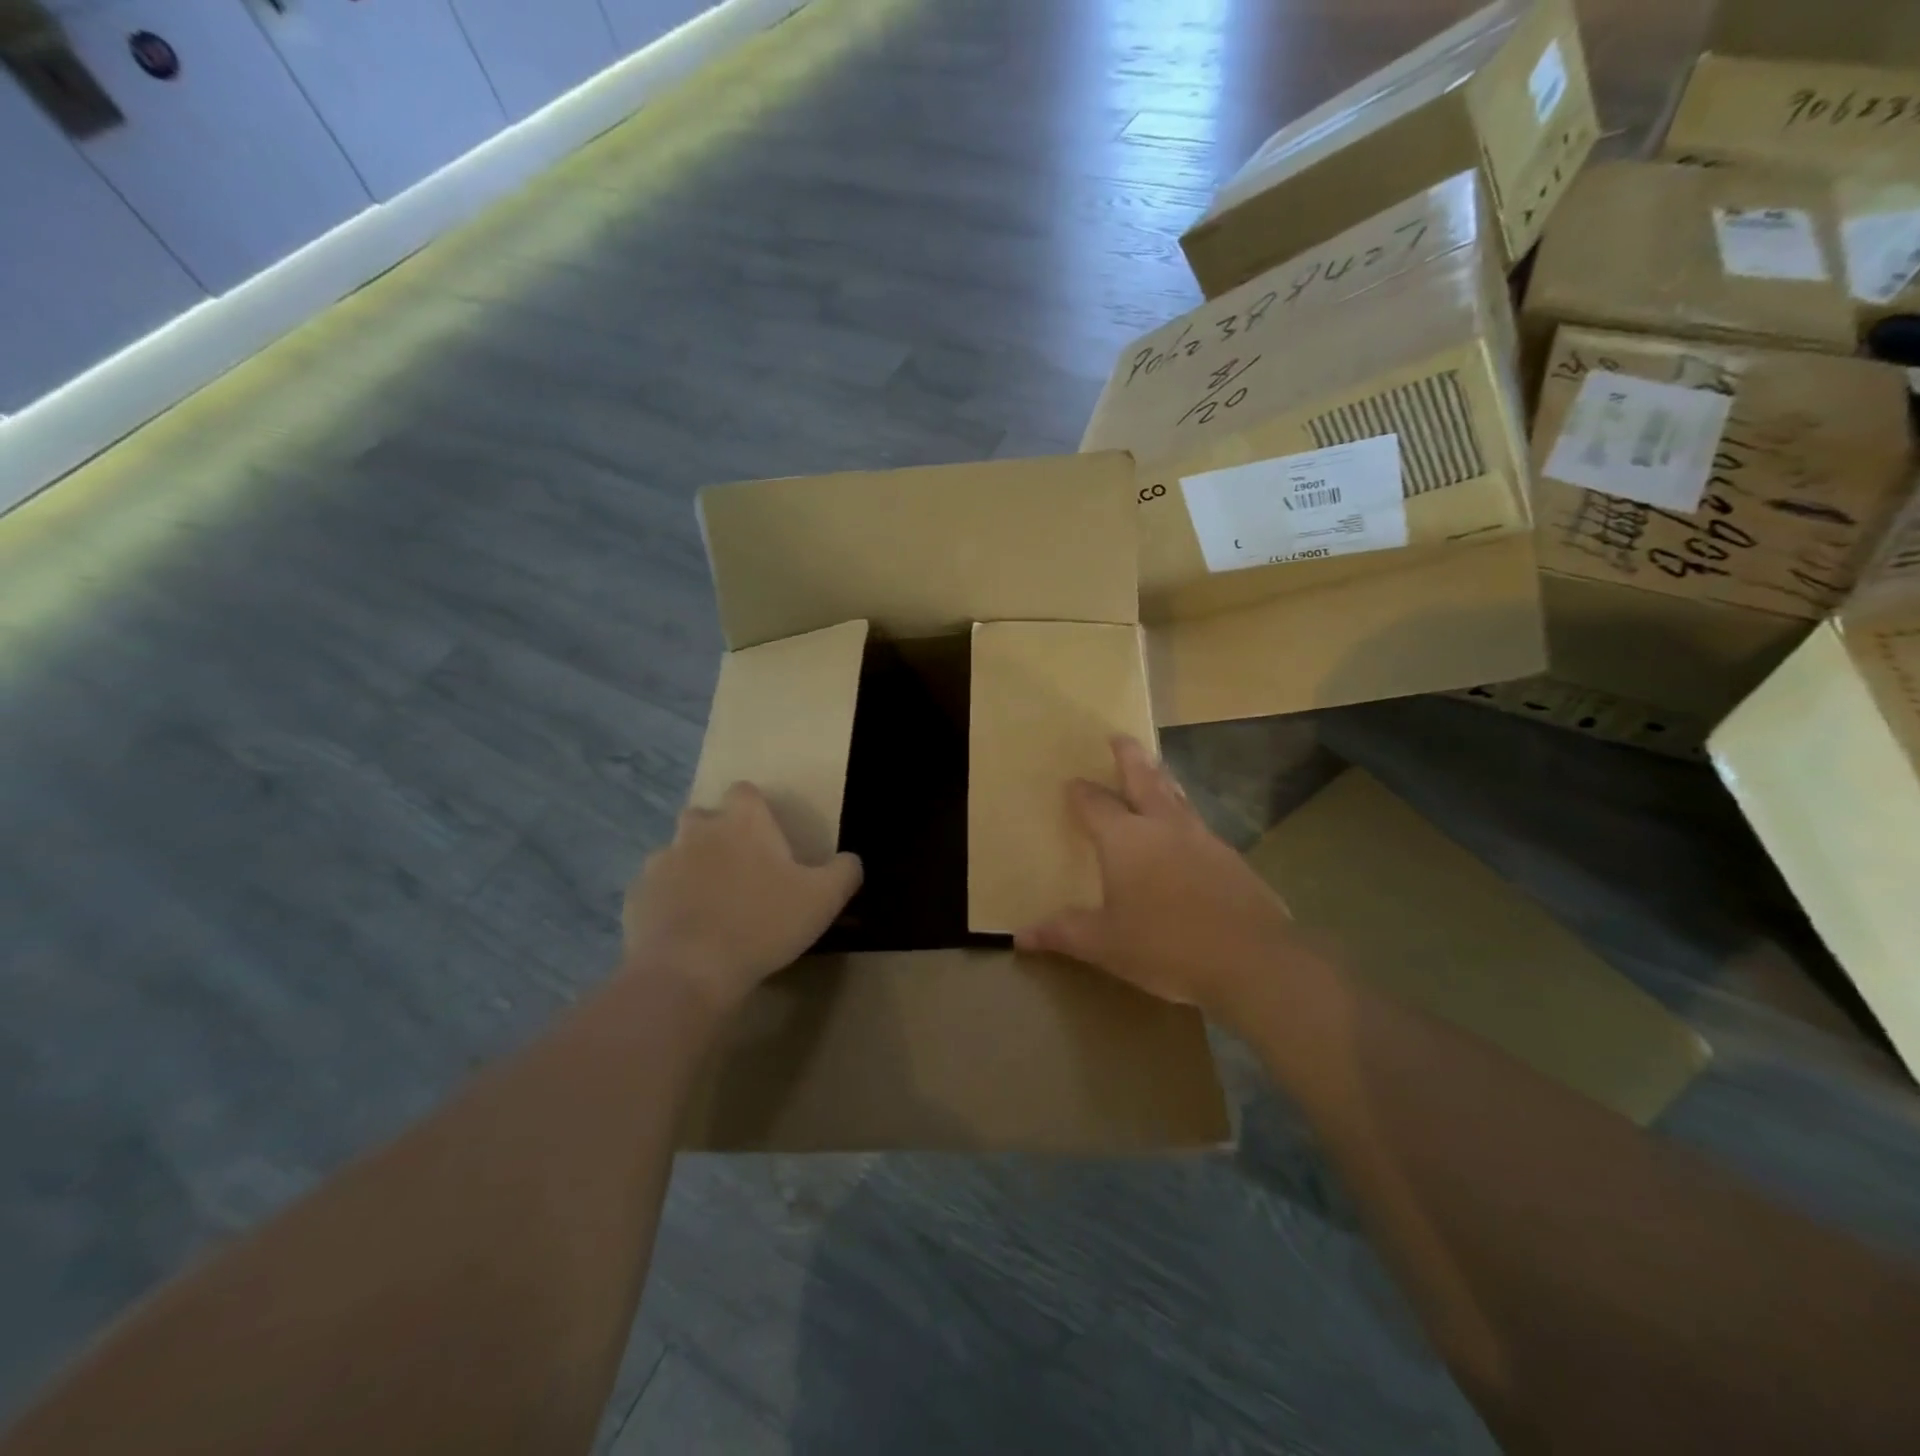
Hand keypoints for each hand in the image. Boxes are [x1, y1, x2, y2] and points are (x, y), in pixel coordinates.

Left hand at [623, 782, 861, 1013]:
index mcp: (742, 822)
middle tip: (740, 872)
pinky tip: (685, 932)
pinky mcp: (636, 897)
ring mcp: (660, 862)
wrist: (689, 971)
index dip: (755, 809)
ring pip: (677, 854)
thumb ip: (844, 872)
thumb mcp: (823, 899)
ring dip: (691, 870)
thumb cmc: (763, 924)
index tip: (767, 837)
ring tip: (711, 907)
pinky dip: (668, 903)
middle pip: (704, 817)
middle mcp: (697, 830)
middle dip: (718, 835)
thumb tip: (851, 860)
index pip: (745, 792)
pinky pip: (656, 890)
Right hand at [1015, 737, 1299, 1011]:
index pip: (1095, 804)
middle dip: (1129, 757)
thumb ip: (1062, 933)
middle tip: (1120, 737)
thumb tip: (1020, 936)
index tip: (1072, 782)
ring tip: (1156, 770)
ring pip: (1177, 797)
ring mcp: (1203, 839)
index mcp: (1126, 839)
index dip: (1081, 793)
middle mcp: (1163, 827)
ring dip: (1162, 779)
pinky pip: (1200, 827)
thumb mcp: (1104, 944)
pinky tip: (1187, 835)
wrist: (1251, 961)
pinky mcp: (1231, 859)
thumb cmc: (1165, 946)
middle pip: (1143, 779)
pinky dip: (1185, 817)